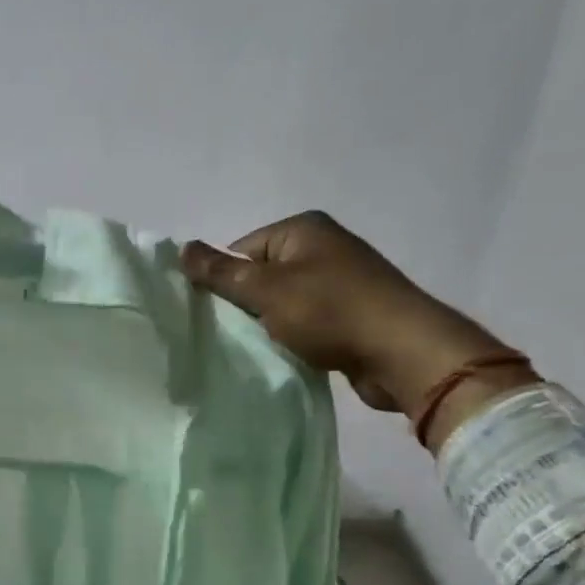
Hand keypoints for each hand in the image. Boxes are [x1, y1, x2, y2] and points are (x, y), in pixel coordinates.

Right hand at [180, 212, 533, 443]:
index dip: (225, 282)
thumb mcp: (266, 289)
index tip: (218, 314)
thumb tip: (181, 248)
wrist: (403, 353)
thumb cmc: (330, 311)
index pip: (242, 250)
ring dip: (271, 324)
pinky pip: (308, 322)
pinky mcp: (352, 315)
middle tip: (235, 333)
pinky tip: (290, 354)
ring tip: (264, 346)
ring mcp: (342, 282)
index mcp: (303, 230)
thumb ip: (221, 272)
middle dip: (247, 305)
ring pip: (284, 303)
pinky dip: (295, 336)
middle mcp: (323, 248)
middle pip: (262, 275)